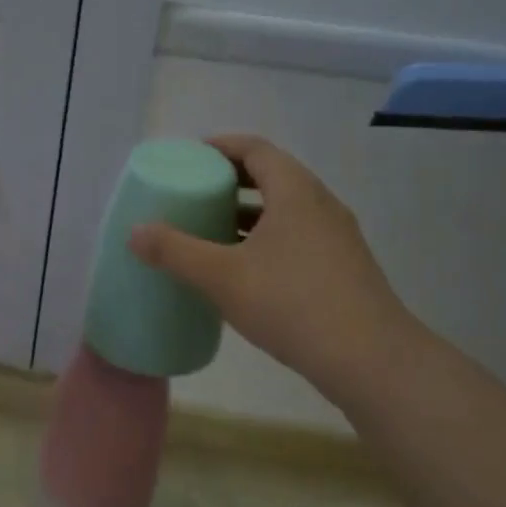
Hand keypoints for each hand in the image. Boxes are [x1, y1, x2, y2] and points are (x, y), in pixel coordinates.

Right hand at [127, 135, 421, 399]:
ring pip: (286, 209)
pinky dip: (267, 237)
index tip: (191, 155)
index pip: (256, 149)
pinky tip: (246, 268)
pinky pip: (297, 235)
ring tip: (213, 228)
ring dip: (249, 212)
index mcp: (295, 193)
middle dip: (231, 179)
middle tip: (195, 191)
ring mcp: (337, 238)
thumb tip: (134, 232)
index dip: (221, 146)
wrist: (372, 361)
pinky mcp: (343, 268)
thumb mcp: (222, 277)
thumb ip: (175, 251)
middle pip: (272, 175)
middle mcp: (320, 205)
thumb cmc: (293, 304)